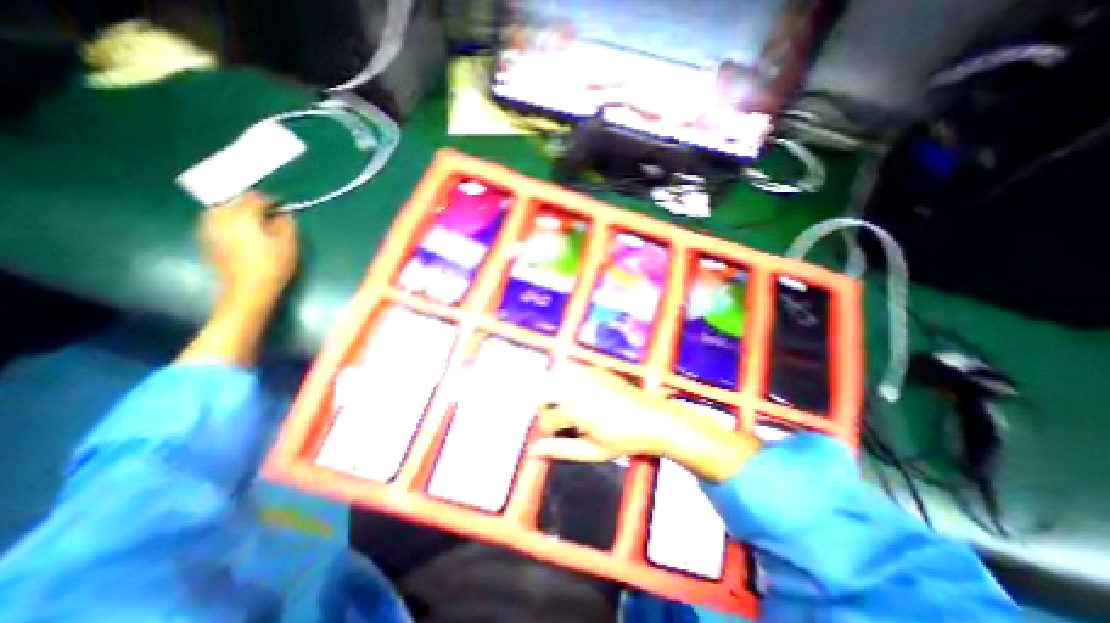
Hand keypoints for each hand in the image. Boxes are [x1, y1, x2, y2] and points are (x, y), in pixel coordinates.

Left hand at [200, 191, 294, 300]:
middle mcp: (221, 216)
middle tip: (269, 216)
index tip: (282, 208)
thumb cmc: (273, 265)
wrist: (248, 288)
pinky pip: (216, 221)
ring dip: (238, 212)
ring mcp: (208, 227)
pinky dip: (228, 222)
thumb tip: (282, 214)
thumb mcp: (289, 243)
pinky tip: (241, 233)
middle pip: (235, 200)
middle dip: (252, 205)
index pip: (255, 197)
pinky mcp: (205, 238)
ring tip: (254, 224)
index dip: (271, 201)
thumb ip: (286, 223)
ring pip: (223, 209)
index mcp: (243, 215)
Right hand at [532, 364, 681, 460]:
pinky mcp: (595, 369)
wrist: (654, 419)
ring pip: (553, 374)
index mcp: (577, 408)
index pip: (547, 418)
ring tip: (562, 405)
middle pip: (542, 389)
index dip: (549, 432)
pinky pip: (570, 367)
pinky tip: (574, 392)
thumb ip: (561, 450)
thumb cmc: (625, 440)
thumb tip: (534, 451)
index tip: (559, 436)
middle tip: (556, 420)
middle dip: (543, 406)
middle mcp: (578, 386)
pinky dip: (564, 377)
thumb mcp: (593, 452)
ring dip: (550, 388)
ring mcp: (587, 374)